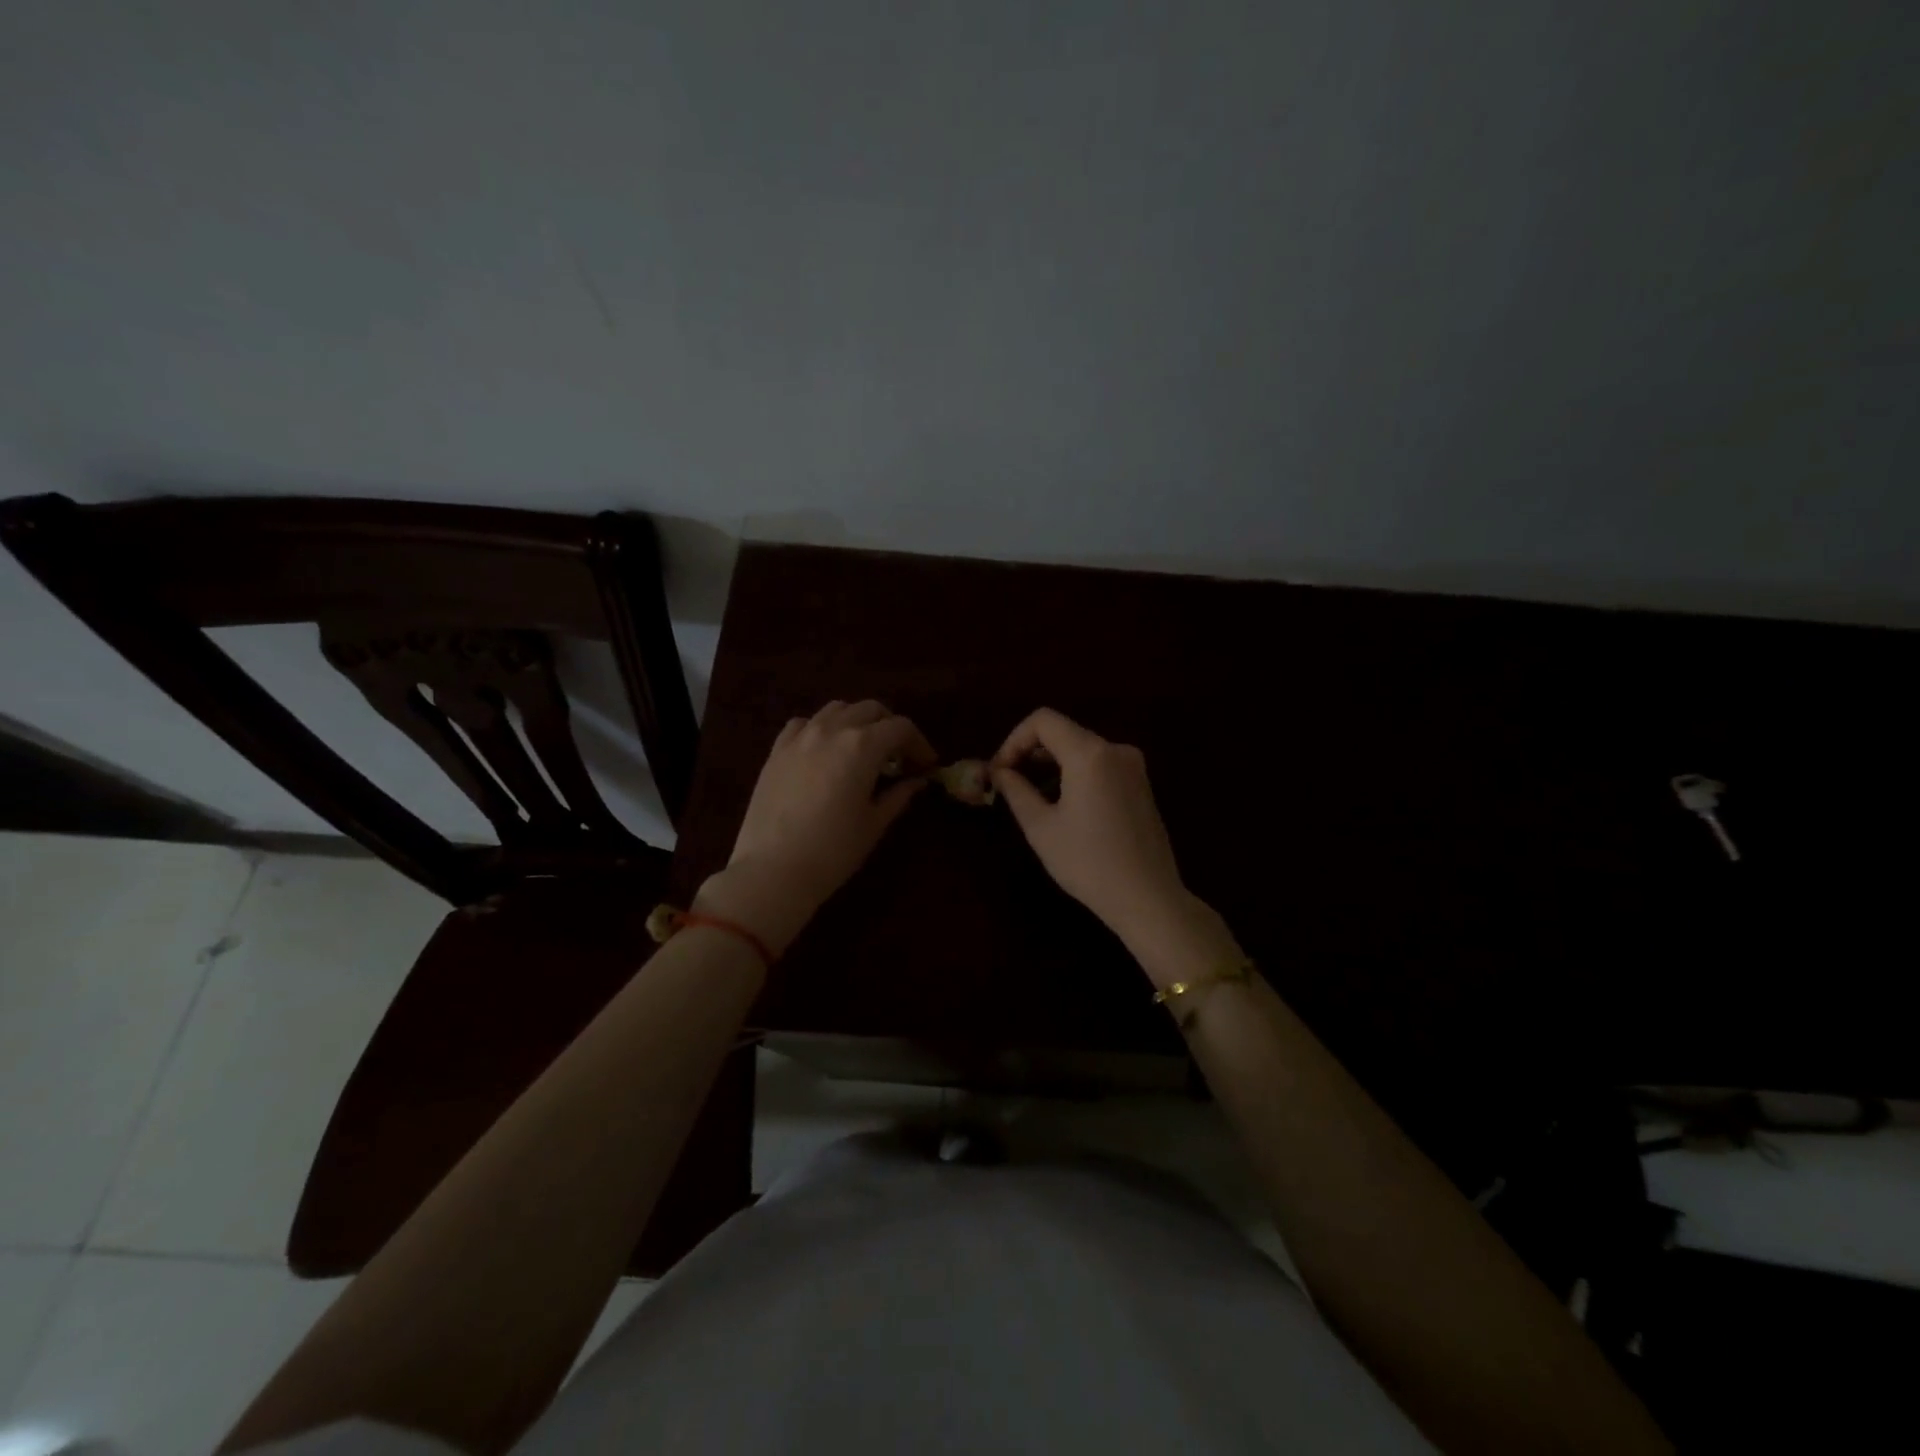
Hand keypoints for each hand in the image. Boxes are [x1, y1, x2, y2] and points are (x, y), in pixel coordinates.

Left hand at [697, 700, 935, 954]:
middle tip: (898, 756)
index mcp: (863, 746)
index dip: (919, 743)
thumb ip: (898, 795)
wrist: (772, 870)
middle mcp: (832, 730)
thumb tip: (917, 781)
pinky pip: (804, 723)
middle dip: (890, 727)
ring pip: (837, 709)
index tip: (927, 764)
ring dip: (857, 721)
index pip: (901, 727)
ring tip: (862, 749)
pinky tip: (824, 750)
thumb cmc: (833, 851)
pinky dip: (821, 728)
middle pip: (870, 709)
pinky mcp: (776, 750)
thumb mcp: (874, 824)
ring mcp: (800, 737)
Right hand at [990, 708, 1196, 956]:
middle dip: (1030, 752)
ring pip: (1081, 748)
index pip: (1043, 721)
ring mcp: (1133, 766)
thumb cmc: (1088, 863)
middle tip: (1008, 784)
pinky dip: (1074, 774)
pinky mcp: (1140, 784)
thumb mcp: (1041, 827)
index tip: (999, 771)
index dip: (1013, 740)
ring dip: (1051, 765)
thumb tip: (999, 772)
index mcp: (1090, 753)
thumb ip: (1016, 791)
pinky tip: (1062, 806)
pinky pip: (1099, 764)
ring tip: (1031, 798)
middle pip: (1063, 732)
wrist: (1147, 897)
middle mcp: (1115, 749)